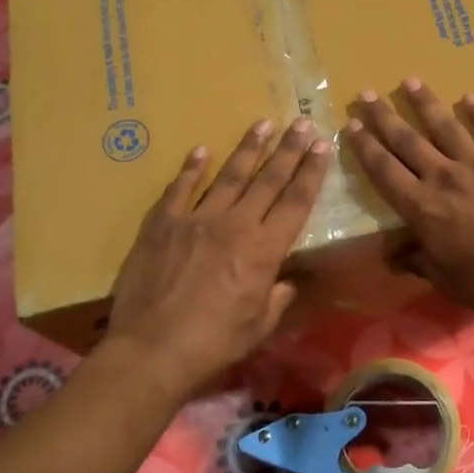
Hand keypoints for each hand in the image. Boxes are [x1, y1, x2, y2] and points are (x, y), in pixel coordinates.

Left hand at [104, 118, 331, 395]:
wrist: (152, 350)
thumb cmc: (213, 344)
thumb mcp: (259, 327)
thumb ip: (277, 297)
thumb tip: (287, 281)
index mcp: (264, 250)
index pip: (296, 202)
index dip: (311, 172)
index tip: (321, 145)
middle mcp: (235, 225)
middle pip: (268, 179)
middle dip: (289, 149)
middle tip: (302, 122)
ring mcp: (196, 220)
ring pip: (228, 175)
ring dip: (248, 148)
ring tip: (263, 123)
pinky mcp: (162, 224)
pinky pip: (180, 189)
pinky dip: (191, 169)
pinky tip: (201, 150)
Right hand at [344, 81, 473, 316]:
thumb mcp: (444, 278)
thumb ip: (417, 260)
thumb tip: (392, 257)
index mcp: (423, 208)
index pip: (385, 171)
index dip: (366, 146)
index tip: (351, 124)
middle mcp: (445, 177)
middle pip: (408, 141)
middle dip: (384, 116)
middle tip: (366, 93)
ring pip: (447, 127)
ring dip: (426, 103)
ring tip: (410, 81)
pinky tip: (470, 97)